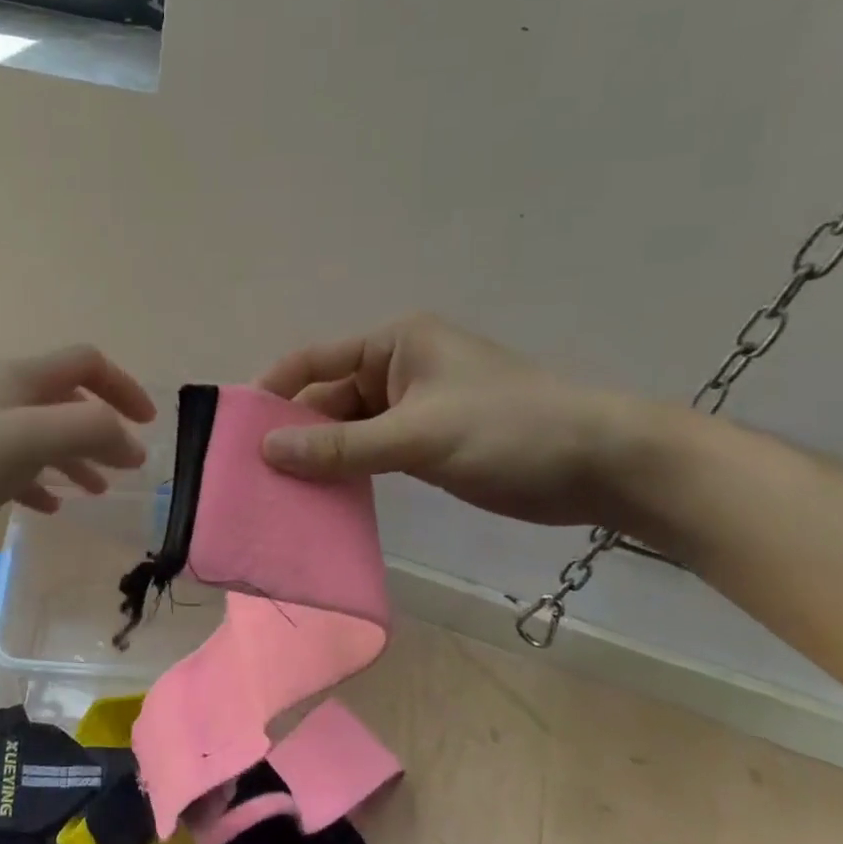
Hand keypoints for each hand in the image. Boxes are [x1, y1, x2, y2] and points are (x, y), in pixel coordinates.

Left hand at [0, 344, 155, 568]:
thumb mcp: (31, 439)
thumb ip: (91, 430)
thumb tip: (134, 445)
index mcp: (20, 379)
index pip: (87, 362)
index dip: (123, 386)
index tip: (148, 425)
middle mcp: (1, 396)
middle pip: (67, 399)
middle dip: (102, 427)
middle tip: (126, 465)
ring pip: (42, 435)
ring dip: (75, 457)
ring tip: (97, 491)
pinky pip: (15, 466)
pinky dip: (41, 481)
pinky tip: (49, 506)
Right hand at [256, 313, 651, 526]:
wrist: (605, 464)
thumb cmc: (510, 430)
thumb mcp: (418, 435)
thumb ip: (341, 445)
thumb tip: (267, 450)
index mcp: (394, 344)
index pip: (315, 361)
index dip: (274, 391)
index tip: (237, 429)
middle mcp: (397, 368)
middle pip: (328, 399)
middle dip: (295, 433)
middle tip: (254, 476)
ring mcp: (413, 408)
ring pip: (349, 430)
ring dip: (321, 457)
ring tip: (280, 493)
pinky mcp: (428, 443)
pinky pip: (373, 452)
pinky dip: (349, 471)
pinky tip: (324, 499)